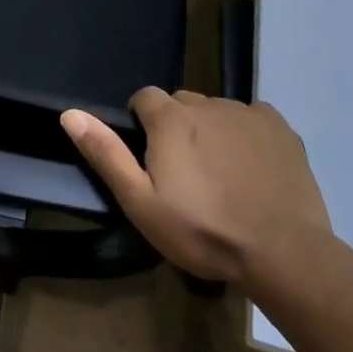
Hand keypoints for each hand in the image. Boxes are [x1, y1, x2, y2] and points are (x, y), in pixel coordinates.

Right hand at [61, 88, 331, 285]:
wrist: (283, 253)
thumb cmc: (203, 231)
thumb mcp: (141, 203)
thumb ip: (106, 154)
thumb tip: (70, 113)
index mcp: (170, 118)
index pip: (144, 98)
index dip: (141, 123)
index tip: (150, 157)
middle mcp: (207, 104)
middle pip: (181, 104)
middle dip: (176, 127)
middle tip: (185, 172)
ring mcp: (247, 113)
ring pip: (217, 111)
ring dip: (212, 131)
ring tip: (221, 175)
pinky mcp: (280, 127)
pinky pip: (253, 118)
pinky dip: (247, 134)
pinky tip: (253, 168)